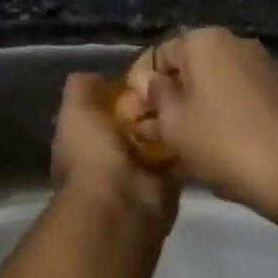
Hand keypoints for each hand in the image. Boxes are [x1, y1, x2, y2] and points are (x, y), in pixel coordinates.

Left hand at [51, 73, 179, 235]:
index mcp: (85, 139)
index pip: (104, 108)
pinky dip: (188, 142)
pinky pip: (180, 155)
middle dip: (150, 104)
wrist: (122, 205)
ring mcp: (140, 170)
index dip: (121, 90)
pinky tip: (201, 120)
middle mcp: (111, 154)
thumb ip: (81, 89)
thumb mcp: (76, 112)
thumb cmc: (92, 155)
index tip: (144, 72)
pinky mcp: (168, 182)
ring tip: (191, 97)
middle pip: (135, 120)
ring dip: (171, 121)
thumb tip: (98, 77)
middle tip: (173, 81)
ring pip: (159, 136)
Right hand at [145, 28, 277, 216]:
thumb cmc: (222, 142)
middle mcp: (236, 43)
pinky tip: (215, 142)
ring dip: (196, 105)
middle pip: (190, 67)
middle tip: (152, 130)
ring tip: (180, 140)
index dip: (140, 85)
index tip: (132, 116)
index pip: (159, 55)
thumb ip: (157, 97)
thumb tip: (149, 82)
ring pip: (216, 82)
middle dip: (169, 95)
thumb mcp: (174, 124)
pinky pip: (240, 96)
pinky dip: (223, 112)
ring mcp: (264, 65)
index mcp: (205, 41)